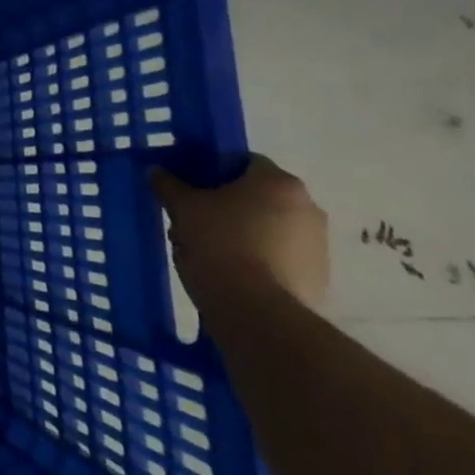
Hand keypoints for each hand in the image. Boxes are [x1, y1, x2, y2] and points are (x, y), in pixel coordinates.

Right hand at [150, 155, 328, 310]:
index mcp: (277, 181)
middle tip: (193, 222)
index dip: (211, 172)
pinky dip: (257, 260)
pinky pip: (279, 257)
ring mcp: (318, 244)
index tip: (188, 189)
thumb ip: (169, 185)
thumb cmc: (219, 245)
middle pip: (256, 196)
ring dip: (241, 234)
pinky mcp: (318, 277)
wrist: (258, 312)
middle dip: (226, 206)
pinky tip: (230, 274)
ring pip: (268, 227)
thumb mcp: (183, 209)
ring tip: (207, 253)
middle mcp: (308, 206)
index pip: (242, 162)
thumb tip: (157, 171)